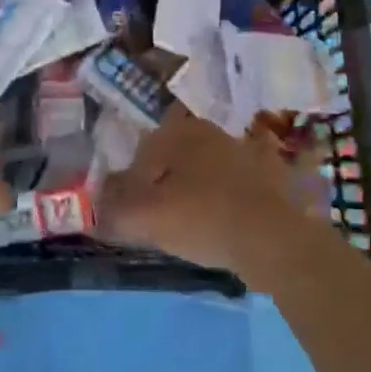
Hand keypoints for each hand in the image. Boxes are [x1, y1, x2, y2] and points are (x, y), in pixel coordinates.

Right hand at [99, 108, 331, 286]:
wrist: (273, 240)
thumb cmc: (203, 218)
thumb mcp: (147, 218)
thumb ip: (115, 211)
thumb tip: (97, 210)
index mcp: (181, 131)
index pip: (143, 153)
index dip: (131, 184)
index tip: (131, 212)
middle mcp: (211, 132)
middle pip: (173, 159)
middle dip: (162, 185)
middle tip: (156, 218)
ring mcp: (243, 151)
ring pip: (202, 171)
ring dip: (192, 193)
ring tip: (187, 226)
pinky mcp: (267, 176)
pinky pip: (231, 187)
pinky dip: (221, 202)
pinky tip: (219, 225)